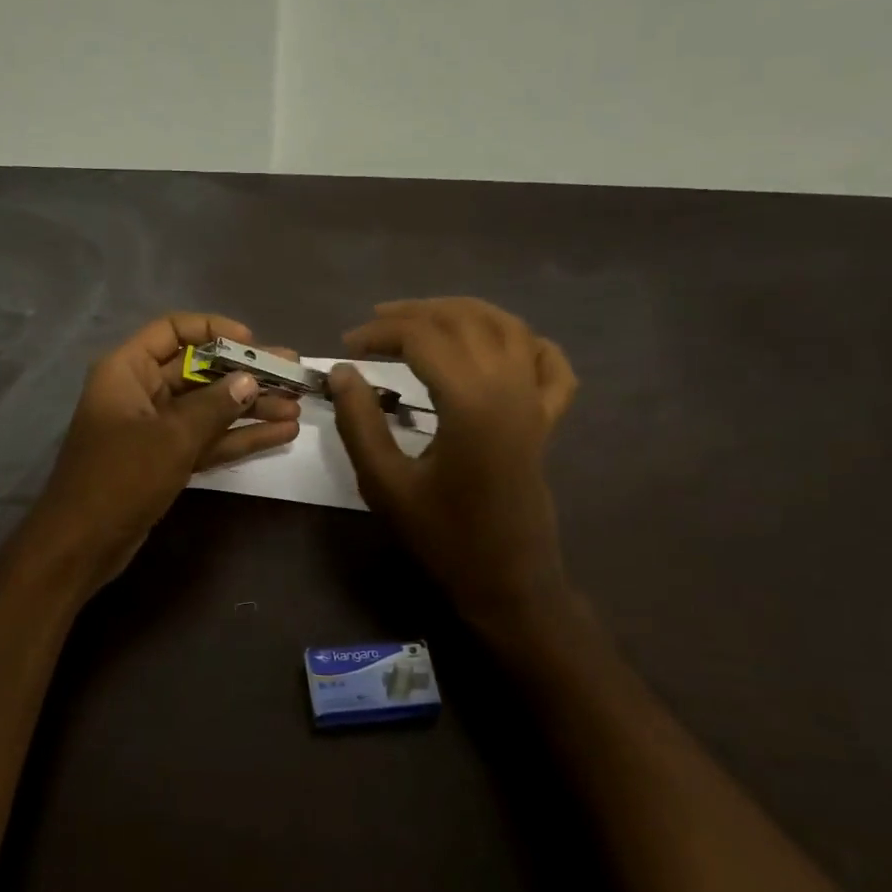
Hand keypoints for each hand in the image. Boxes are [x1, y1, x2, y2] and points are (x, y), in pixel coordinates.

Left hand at [27, 312, 300, 583]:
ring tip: (297, 407)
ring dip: (250, 408)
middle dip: (245, 373)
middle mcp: (140, 391)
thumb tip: (249, 381)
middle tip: (292, 373)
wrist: (82, 545)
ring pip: (208, 407)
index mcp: (127, 370)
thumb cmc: (121, 478)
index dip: (213, 330)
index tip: (252, 343)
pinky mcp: (165, 459)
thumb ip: (215, 406)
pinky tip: (280, 434)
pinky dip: (238, 436)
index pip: (172, 331)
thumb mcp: (172, 437)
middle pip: (198, 370)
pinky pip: (207, 438)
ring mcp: (154, 428)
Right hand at [329, 298, 577, 636]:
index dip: (380, 333)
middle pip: (464, 320)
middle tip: (373, 327)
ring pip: (507, 327)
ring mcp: (536, 400)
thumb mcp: (385, 483)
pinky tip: (501, 342)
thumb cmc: (442, 535)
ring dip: (462, 313)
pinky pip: (549, 363)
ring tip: (422, 318)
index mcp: (471, 402)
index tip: (346, 348)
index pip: (423, 337)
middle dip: (414, 314)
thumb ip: (360, 422)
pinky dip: (527, 342)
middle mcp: (510, 387)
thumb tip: (342, 372)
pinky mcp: (547, 418)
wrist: (506, 578)